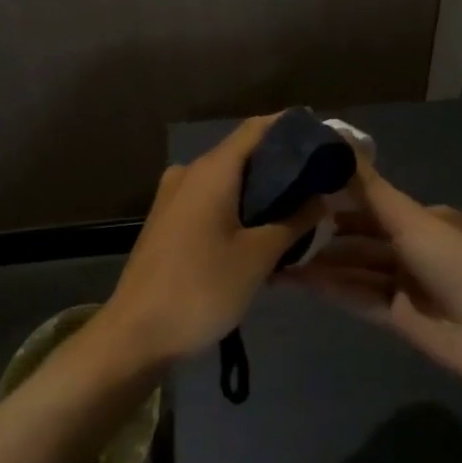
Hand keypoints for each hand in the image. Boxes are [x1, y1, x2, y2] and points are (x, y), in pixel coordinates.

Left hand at [101, 114, 326, 365]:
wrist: (135, 335)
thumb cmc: (201, 289)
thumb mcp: (258, 256)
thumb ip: (294, 221)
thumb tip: (321, 196)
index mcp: (211, 171)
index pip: (257, 129)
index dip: (292, 127)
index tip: (326, 139)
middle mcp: (189, 173)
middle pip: (243, 153)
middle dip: (282, 164)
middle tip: (322, 180)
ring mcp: (174, 198)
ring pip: (227, 180)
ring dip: (262, 190)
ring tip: (301, 207)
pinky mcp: (168, 222)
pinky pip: (211, 200)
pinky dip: (240, 207)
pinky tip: (264, 230)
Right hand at [276, 160, 461, 386]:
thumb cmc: (452, 260)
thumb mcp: (409, 218)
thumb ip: (368, 187)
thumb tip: (337, 136)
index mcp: (426, 220)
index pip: (375, 205)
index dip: (339, 199)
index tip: (301, 192)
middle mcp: (415, 249)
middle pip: (362, 239)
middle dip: (325, 234)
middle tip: (281, 226)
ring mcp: (405, 285)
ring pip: (355, 269)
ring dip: (321, 264)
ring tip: (278, 255)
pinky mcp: (396, 317)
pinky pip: (357, 297)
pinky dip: (330, 288)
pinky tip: (296, 280)